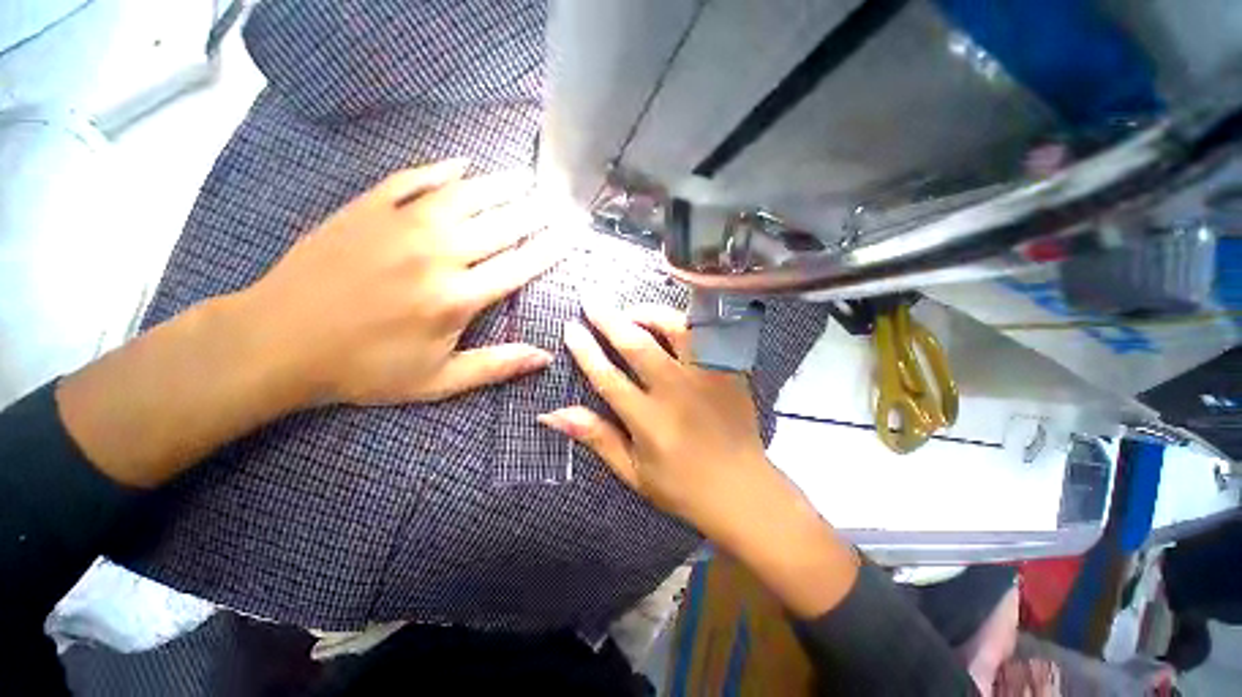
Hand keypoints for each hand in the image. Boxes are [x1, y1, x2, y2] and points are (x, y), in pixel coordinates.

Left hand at [57, 159, 562, 487]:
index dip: (552, 247)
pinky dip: (442, 170)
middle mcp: (437, 253)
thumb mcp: (438, 381)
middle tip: (559, 200)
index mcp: (457, 297)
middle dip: (537, 211)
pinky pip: (414, 179)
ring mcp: (401, 224)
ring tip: (527, 177)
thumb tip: (546, 358)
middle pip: (502, 224)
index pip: (521, 265)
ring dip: (501, 184)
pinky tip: (463, 164)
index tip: (573, 232)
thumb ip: (497, 366)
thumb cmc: (366, 368)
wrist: (278, 342)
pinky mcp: (368, 208)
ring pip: (466, 194)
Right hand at [540, 304, 860, 618]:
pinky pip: (706, 334)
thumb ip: (596, 438)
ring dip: (648, 313)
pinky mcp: (729, 371)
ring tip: (631, 310)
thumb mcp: (632, 471)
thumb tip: (552, 414)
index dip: (585, 350)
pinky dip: (684, 321)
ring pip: (676, 329)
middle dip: (609, 318)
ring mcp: (706, 377)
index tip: (571, 328)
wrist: (742, 489)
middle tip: (591, 299)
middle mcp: (676, 392)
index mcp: (649, 421)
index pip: (608, 377)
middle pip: (637, 344)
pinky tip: (670, 321)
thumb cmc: (681, 486)